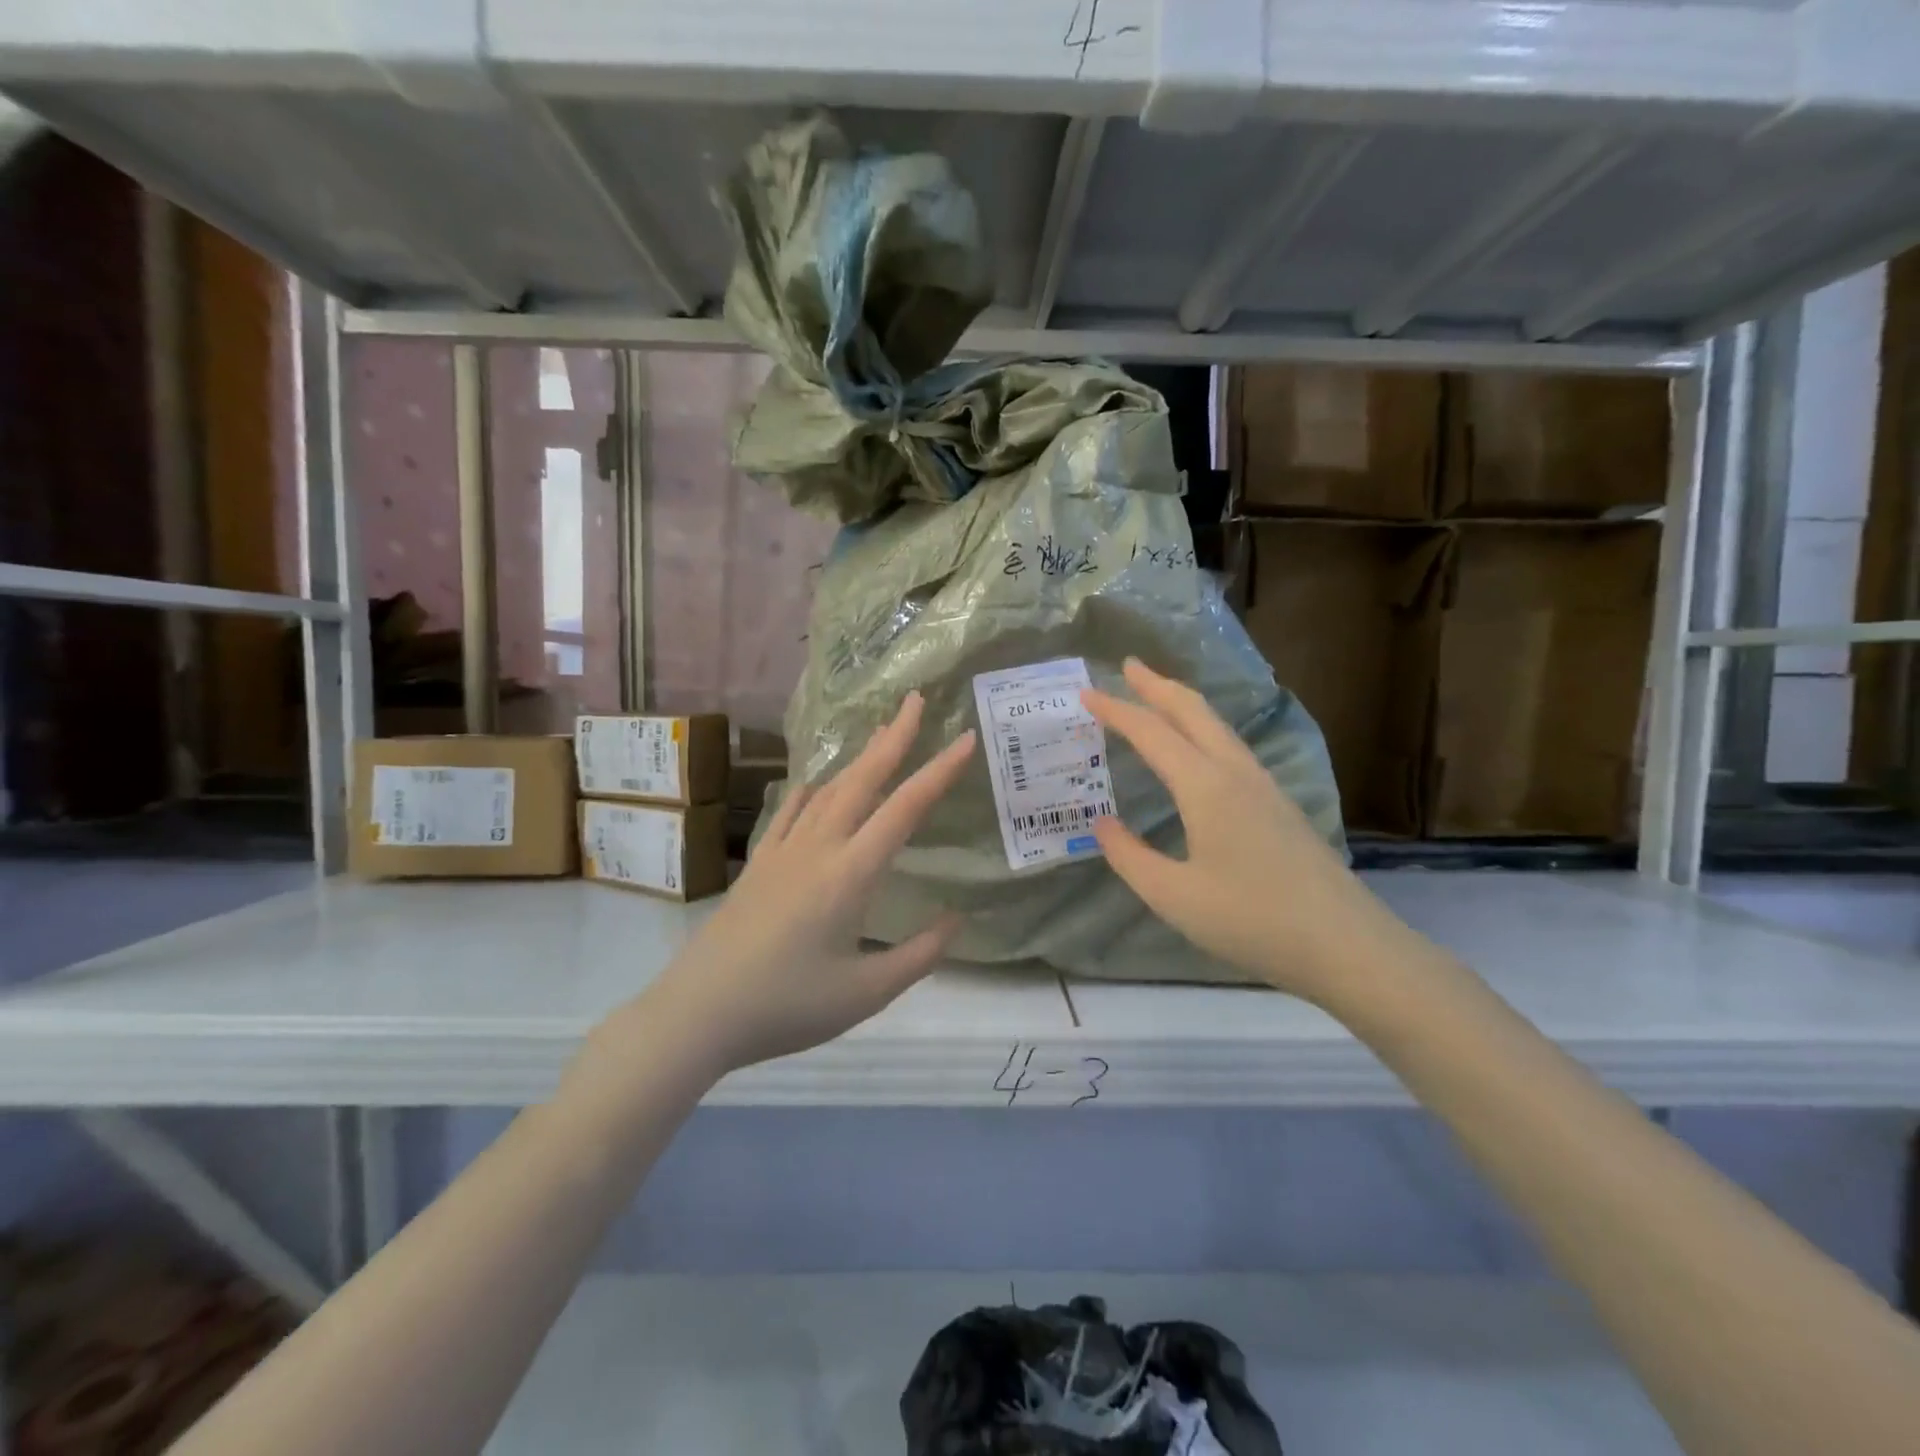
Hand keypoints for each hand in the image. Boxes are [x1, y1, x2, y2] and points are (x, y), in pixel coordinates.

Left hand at [634, 692, 974, 1077]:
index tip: (965, 739)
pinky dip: (811, 791)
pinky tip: (815, 783)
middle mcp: (818, 848)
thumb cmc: (788, 1006)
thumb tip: (957, 920)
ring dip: (859, 759)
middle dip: (894, 738)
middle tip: (915, 701)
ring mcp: (783, 851)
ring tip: (880, 735)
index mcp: (850, 874)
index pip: (905, 809)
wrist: (699, 1012)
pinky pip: (790, 812)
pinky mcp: (759, 864)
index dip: (939, 771)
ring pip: (828, 790)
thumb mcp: (866, 993)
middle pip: (863, 780)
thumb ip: (919, 956)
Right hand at [1083, 659, 1409, 1004]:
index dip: (1116, 710)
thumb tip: (1102, 824)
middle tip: (1128, 666)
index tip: (1085, 692)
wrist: (1345, 945)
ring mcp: (1264, 786)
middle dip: (1157, 685)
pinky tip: (1199, 749)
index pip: (1152, 733)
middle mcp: (1236, 773)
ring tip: (1157, 696)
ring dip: (1183, 704)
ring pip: (1217, 726)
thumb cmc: (1251, 920)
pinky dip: (1203, 729)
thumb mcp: (1173, 896)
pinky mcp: (1279, 805)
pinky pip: (1231, 747)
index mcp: (1205, 787)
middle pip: (1193, 711)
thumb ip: (1129, 856)